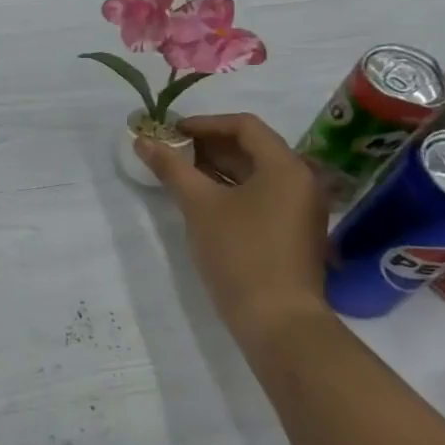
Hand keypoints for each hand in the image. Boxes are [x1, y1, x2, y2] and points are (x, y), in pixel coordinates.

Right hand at [135, 112, 331, 350]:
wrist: (278, 320)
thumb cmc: (240, 253)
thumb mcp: (199, 205)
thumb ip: (171, 168)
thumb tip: (143, 140)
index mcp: (286, 166)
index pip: (244, 126)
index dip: (204, 123)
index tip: (171, 131)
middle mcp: (301, 181)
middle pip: (252, 148)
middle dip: (208, 145)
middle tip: (170, 150)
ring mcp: (300, 208)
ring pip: (255, 173)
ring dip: (217, 167)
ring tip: (179, 172)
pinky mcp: (293, 231)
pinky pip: (260, 195)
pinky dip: (231, 189)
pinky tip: (201, 198)